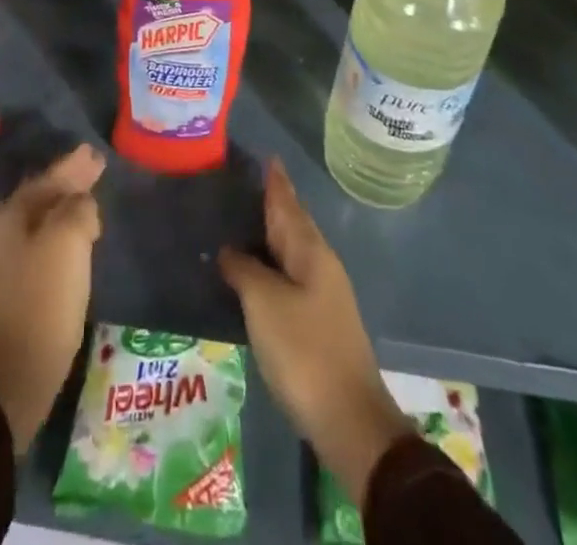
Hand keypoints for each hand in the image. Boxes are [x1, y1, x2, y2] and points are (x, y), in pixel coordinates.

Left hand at [0, 144, 104, 451]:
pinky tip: (75, 241)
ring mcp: (1, 265)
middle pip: (40, 199)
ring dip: (64, 211)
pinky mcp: (10, 292)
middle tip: (95, 170)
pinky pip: (39, 248)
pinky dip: (59, 237)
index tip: (95, 154)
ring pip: (40, 223)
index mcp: (9, 216)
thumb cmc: (45, 298)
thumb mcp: (69, 240)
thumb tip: (80, 203)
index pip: (47, 179)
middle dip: (68, 185)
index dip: (73, 166)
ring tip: (88, 202)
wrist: (17, 373)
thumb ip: (77, 208)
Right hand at [218, 158, 411, 504]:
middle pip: (294, 223)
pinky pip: (291, 274)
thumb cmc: (303, 350)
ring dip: (273, 232)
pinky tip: (257, 268)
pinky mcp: (318, 321)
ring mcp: (323, 294)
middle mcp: (320, 264)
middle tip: (250, 181)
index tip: (268, 156)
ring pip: (293, 249)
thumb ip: (243, 269)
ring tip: (247, 218)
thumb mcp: (264, 303)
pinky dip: (273, 261)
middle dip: (275, 202)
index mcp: (310, 251)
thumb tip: (229, 250)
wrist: (348, 419)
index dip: (276, 181)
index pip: (287, 204)